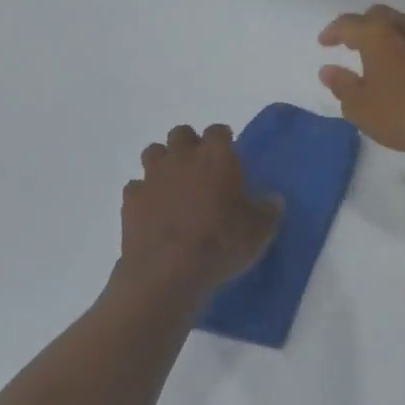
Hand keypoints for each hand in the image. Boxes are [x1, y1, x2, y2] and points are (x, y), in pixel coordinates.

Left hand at [117, 124, 282, 303]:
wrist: (169, 273)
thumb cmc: (221, 244)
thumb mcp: (260, 232)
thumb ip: (268, 210)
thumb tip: (273, 199)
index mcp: (216, 157)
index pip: (218, 131)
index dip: (223, 141)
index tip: (229, 156)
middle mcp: (182, 157)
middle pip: (181, 133)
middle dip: (189, 145)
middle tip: (199, 169)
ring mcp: (152, 176)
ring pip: (153, 152)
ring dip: (163, 163)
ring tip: (173, 185)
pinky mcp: (131, 199)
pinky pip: (136, 187)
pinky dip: (144, 195)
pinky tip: (152, 212)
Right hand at [318, 6, 404, 170]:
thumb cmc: (403, 116)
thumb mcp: (361, 108)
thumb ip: (342, 85)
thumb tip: (329, 70)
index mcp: (379, 34)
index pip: (348, 23)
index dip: (332, 32)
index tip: (324, 43)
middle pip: (378, 15)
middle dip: (361, 26)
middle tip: (352, 44)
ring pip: (403, 25)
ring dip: (388, 35)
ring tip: (380, 55)